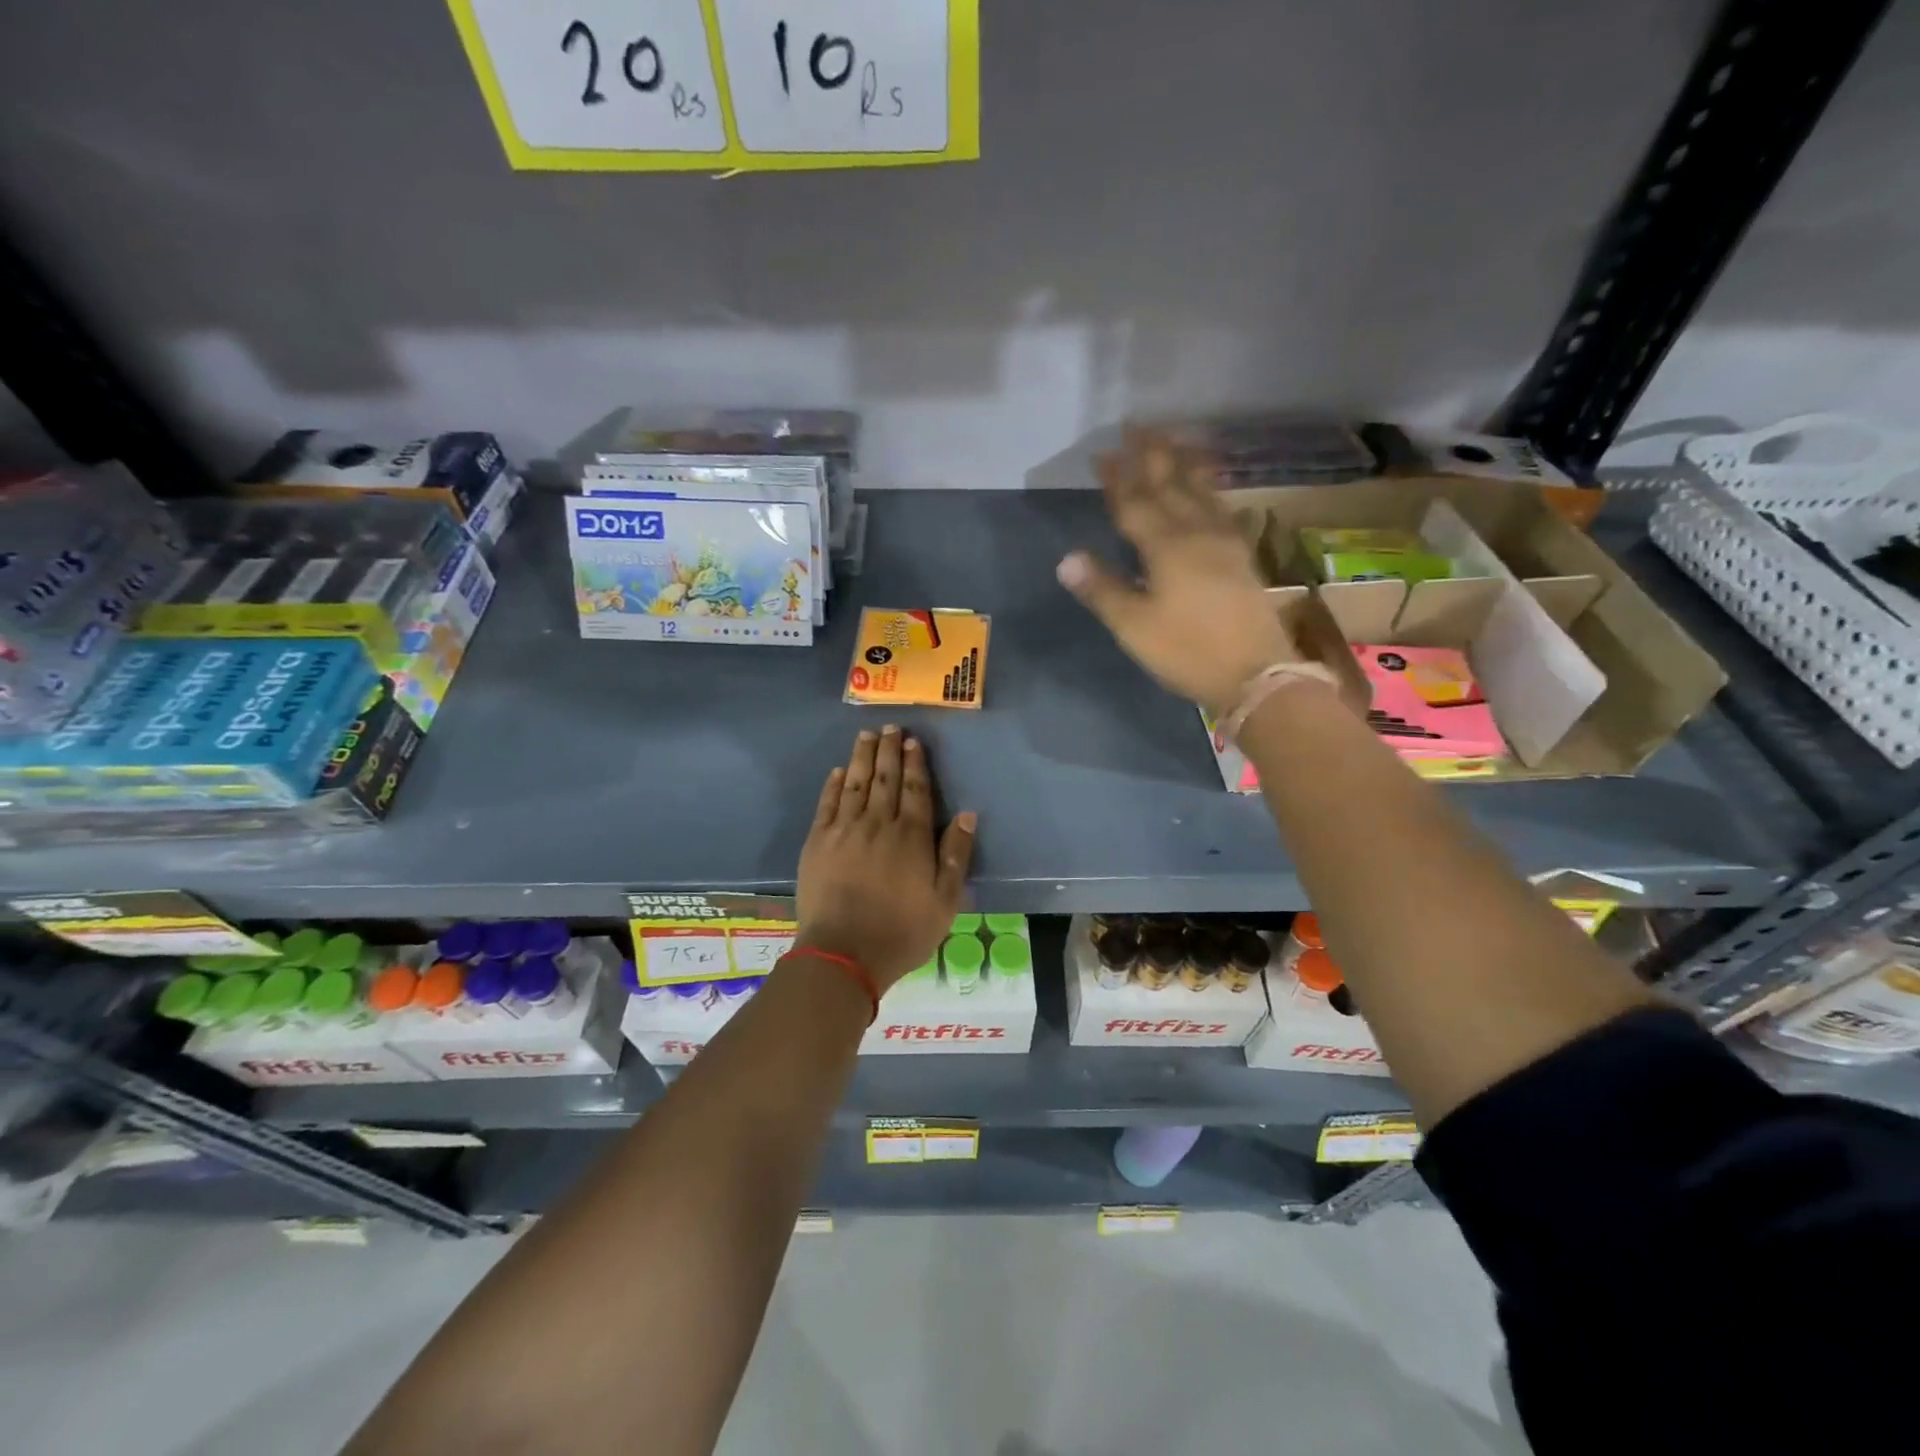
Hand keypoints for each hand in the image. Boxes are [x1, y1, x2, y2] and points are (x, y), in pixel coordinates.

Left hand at [795, 726, 976, 990]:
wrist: (844, 953)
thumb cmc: (902, 931)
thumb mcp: (945, 901)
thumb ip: (956, 855)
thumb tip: (968, 815)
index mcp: (911, 837)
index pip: (915, 789)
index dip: (915, 763)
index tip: (913, 741)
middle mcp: (878, 824)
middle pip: (885, 779)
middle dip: (889, 751)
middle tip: (891, 727)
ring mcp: (844, 830)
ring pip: (856, 784)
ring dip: (862, 757)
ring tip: (866, 735)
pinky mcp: (817, 842)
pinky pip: (827, 804)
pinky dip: (834, 785)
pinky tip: (839, 771)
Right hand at [1057, 432, 1301, 714]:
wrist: (1257, 672)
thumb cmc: (1188, 651)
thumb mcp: (1135, 627)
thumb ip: (1103, 590)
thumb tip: (1067, 558)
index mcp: (1165, 548)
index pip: (1135, 504)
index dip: (1117, 478)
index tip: (1102, 453)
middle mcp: (1196, 534)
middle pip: (1170, 485)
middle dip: (1151, 455)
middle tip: (1138, 425)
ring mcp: (1224, 542)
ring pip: (1200, 490)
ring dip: (1183, 463)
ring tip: (1174, 439)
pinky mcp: (1241, 555)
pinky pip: (1222, 508)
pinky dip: (1211, 488)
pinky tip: (1209, 486)